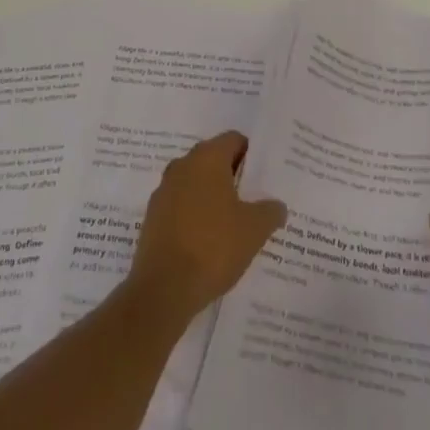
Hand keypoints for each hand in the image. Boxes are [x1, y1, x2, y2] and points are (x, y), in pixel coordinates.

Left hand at [128, 132, 286, 323]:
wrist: (163, 289)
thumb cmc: (213, 247)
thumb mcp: (254, 230)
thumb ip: (270, 211)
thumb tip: (277, 205)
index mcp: (207, 158)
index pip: (234, 140)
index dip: (252, 155)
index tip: (264, 178)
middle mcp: (182, 165)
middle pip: (214, 160)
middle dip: (233, 177)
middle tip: (253, 200)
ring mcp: (164, 191)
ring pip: (196, 184)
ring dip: (212, 198)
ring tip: (233, 225)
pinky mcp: (152, 218)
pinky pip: (181, 207)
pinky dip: (195, 216)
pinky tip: (208, 242)